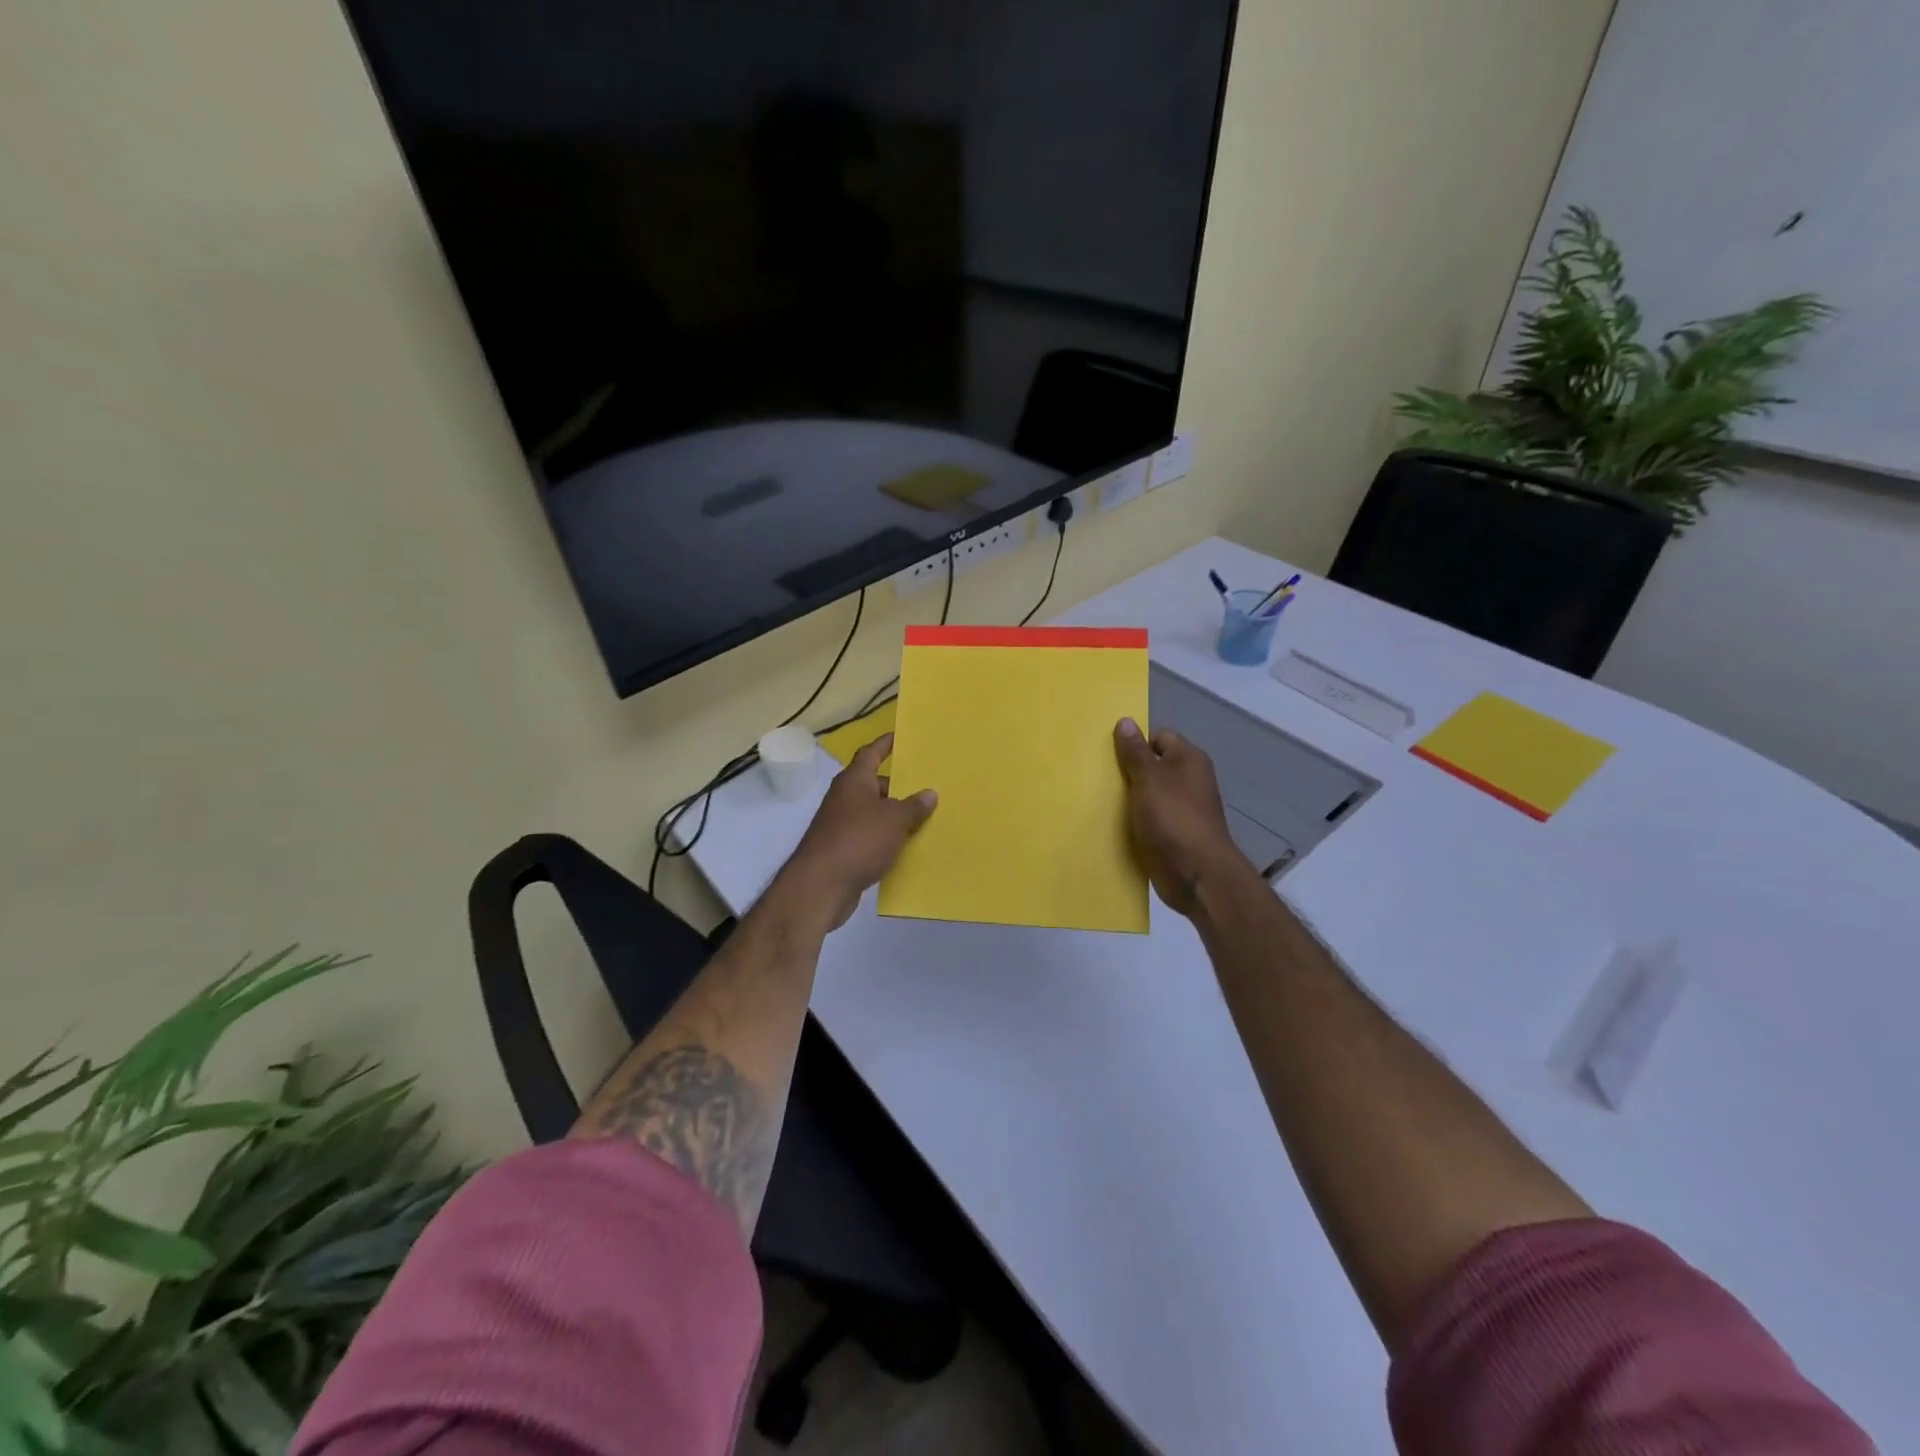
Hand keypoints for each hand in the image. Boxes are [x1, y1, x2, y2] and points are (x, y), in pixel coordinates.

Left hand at [781, 733, 936, 928]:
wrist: (821, 885)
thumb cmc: (859, 840)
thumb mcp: (894, 820)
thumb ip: (913, 806)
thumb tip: (929, 793)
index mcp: (854, 781)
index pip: (871, 753)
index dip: (885, 744)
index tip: (899, 736)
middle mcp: (844, 798)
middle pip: (874, 785)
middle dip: (898, 787)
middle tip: (926, 788)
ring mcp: (840, 825)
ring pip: (873, 813)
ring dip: (893, 816)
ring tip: (923, 819)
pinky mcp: (842, 850)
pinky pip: (870, 837)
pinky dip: (886, 839)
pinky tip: (906, 848)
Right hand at [1113, 718, 1250, 915]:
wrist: (1195, 874)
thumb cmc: (1173, 818)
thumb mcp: (1149, 778)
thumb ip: (1135, 751)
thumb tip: (1126, 721)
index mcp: (1189, 760)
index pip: (1160, 737)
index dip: (1136, 742)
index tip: (1110, 754)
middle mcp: (1189, 781)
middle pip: (1153, 766)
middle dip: (1128, 771)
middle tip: (1099, 776)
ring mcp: (1183, 809)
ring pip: (1149, 795)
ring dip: (1129, 799)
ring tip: (1100, 801)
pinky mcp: (1174, 835)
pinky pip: (1150, 820)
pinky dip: (1134, 822)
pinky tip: (1113, 825)